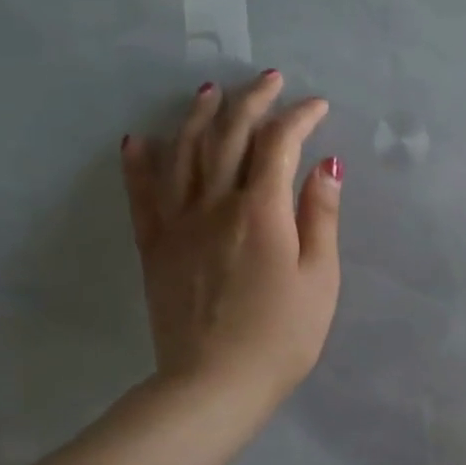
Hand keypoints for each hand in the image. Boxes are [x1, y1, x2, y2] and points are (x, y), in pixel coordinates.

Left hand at [121, 71, 342, 409]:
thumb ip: (321, 217)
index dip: (299, 117)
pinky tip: (139, 139)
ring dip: (198, 116)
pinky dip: (140, 162)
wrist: (213, 385)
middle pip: (230, 135)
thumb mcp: (320, 278)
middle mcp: (216, 204)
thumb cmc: (282, 336)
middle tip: (269, 79)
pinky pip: (142, 194)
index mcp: (262, 211)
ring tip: (210, 91)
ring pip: (183, 153)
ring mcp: (178, 222)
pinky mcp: (153, 246)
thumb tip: (326, 164)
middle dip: (252, 100)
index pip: (279, 143)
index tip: (318, 106)